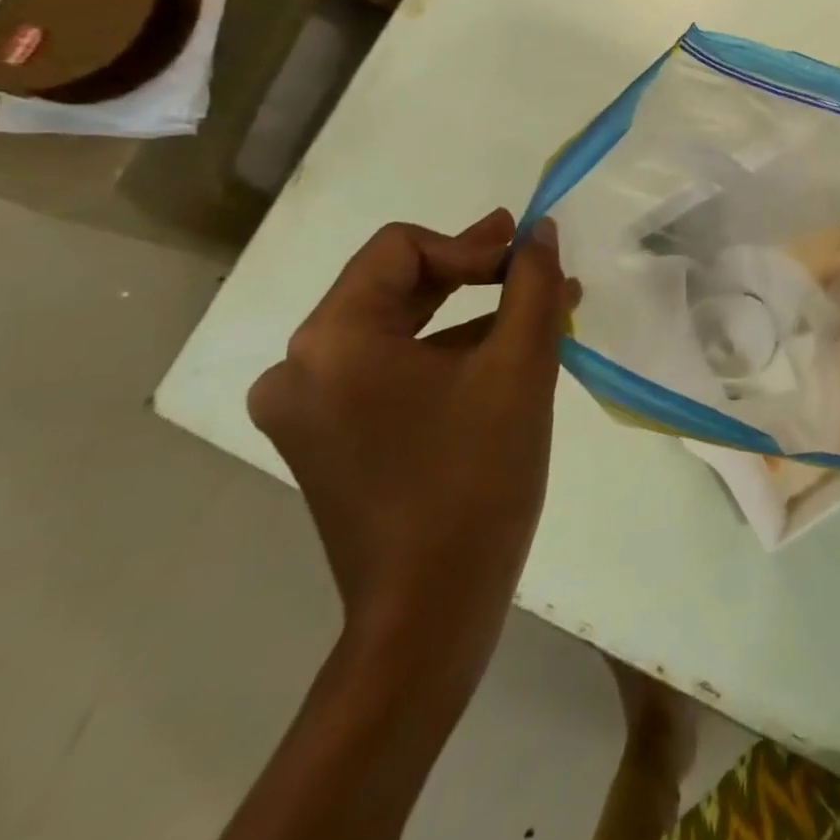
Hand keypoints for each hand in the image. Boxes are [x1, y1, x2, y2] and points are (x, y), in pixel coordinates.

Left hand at [248, 209, 576, 676]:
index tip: (528, 264)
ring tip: (534, 315)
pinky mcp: (326, 439)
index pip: (403, 249)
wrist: (433, 608)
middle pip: (393, 284)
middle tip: (532, 267)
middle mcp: (299, 367)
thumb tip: (540, 231)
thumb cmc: (477, 475)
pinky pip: (388, 369)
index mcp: (332, 341)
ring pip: (394, 328)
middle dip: (472, 272)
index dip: (472, 245)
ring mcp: (306, 409)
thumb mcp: (521, 365)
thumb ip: (534, 284)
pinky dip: (443, 354)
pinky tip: (499, 359)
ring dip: (466, 315)